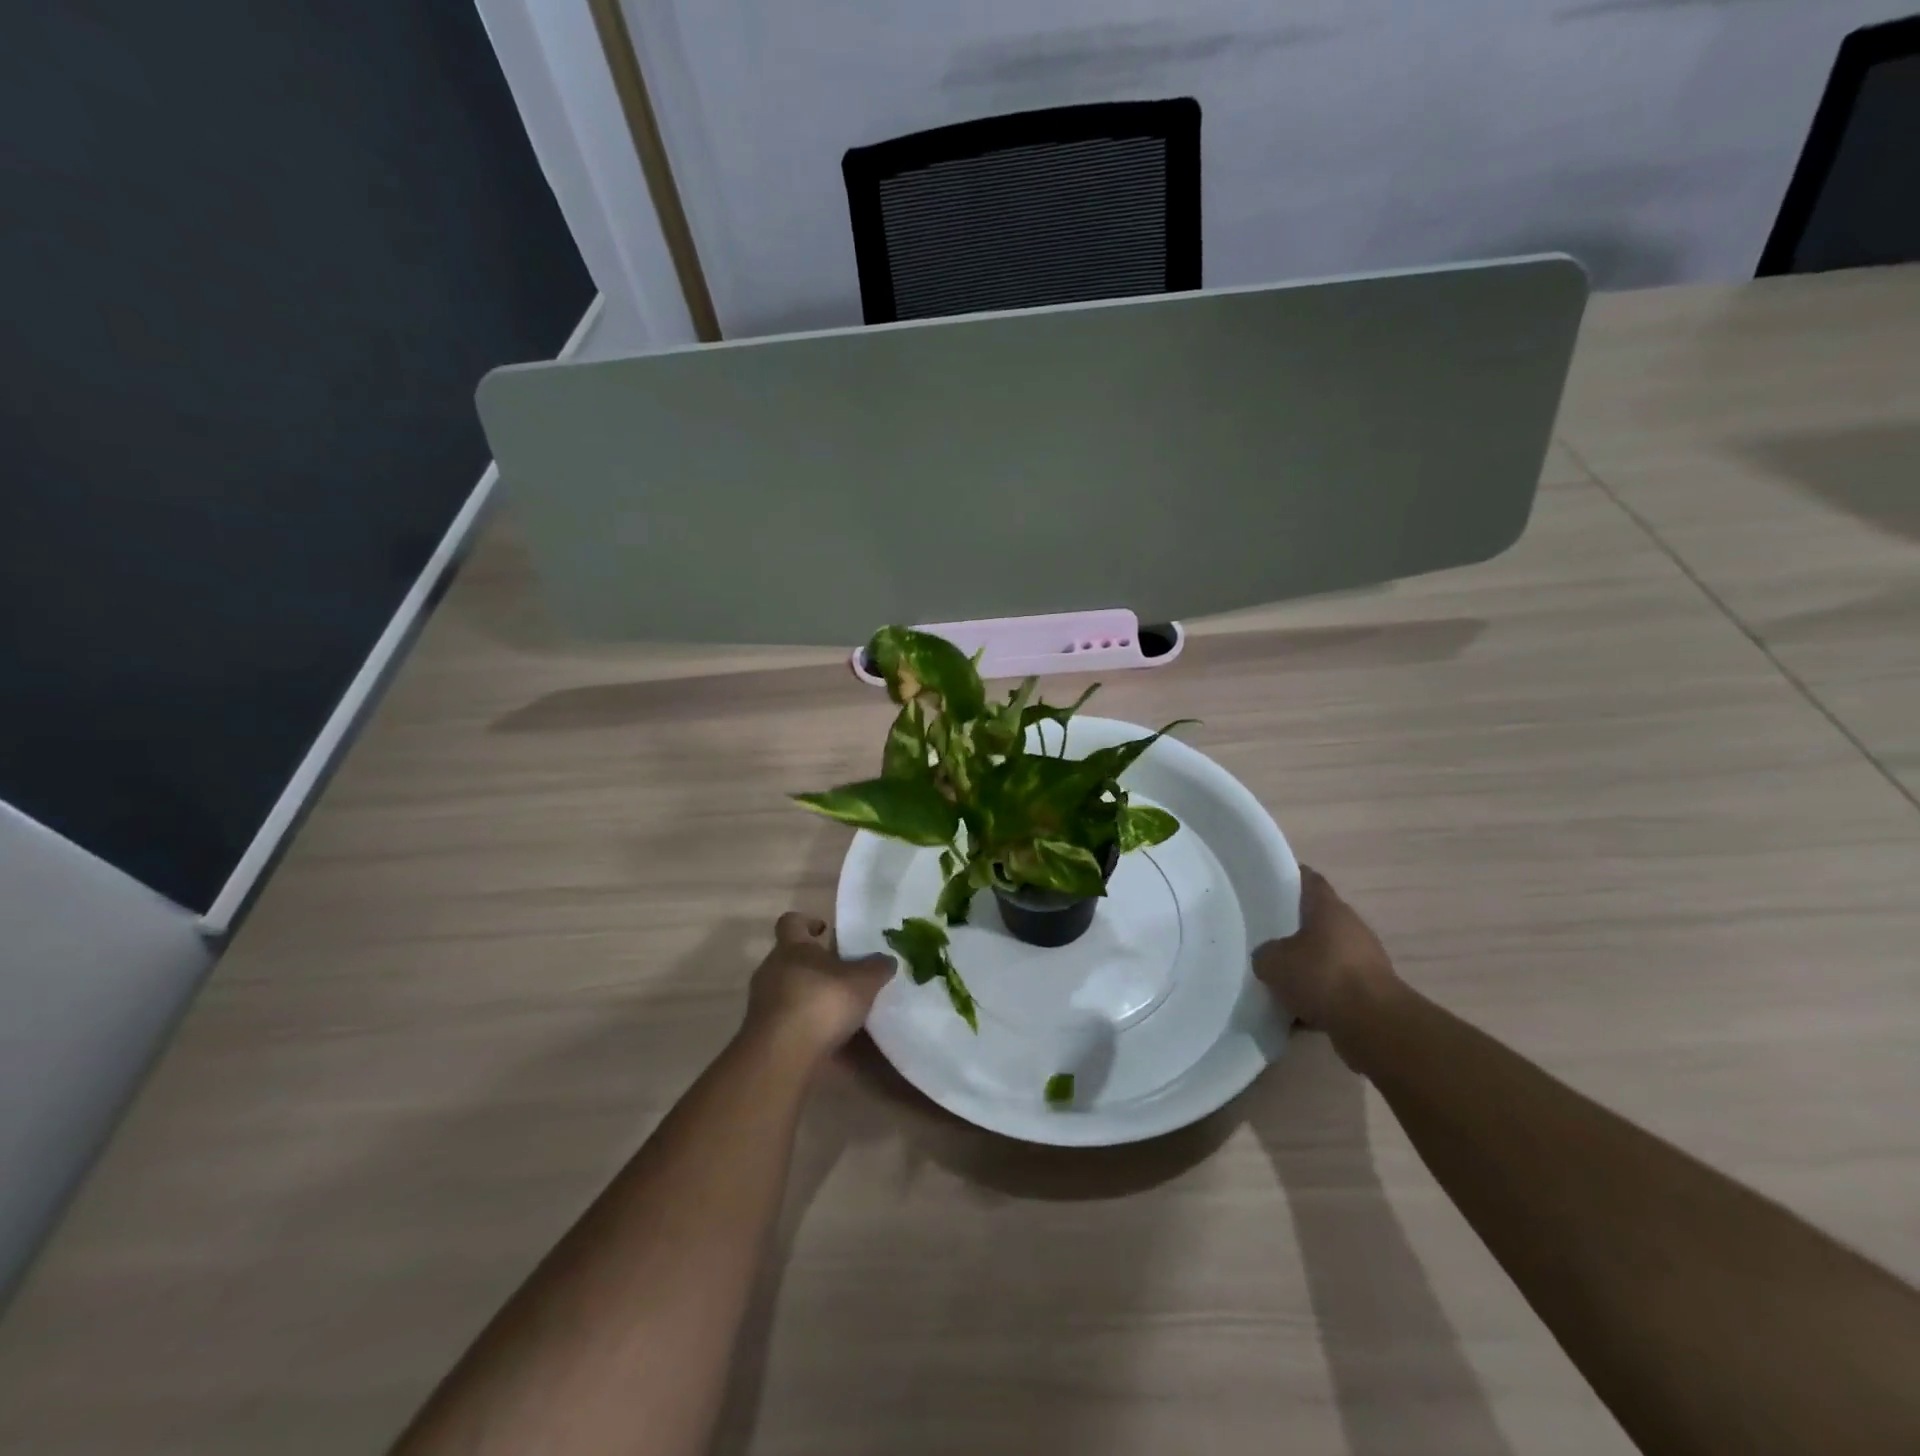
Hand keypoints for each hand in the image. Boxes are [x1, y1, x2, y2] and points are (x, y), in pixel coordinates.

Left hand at [743, 912, 895, 1063]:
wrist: (782, 1056)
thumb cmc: (821, 1002)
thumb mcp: (862, 981)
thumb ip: (876, 968)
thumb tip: (886, 960)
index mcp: (792, 947)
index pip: (791, 922)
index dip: (807, 922)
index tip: (825, 930)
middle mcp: (772, 970)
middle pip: (792, 959)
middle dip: (816, 965)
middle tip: (844, 974)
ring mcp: (764, 1004)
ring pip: (790, 991)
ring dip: (812, 997)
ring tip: (842, 1010)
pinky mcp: (764, 1034)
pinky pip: (790, 1022)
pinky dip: (808, 1027)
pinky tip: (832, 1040)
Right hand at [1254, 867, 1398, 1046]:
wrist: (1375, 1026)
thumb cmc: (1322, 976)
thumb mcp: (1273, 961)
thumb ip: (1265, 953)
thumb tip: (1268, 958)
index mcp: (1329, 908)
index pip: (1308, 880)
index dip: (1289, 877)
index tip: (1267, 882)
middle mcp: (1351, 928)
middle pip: (1316, 920)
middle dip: (1292, 928)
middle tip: (1263, 934)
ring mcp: (1364, 961)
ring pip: (1325, 956)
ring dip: (1305, 966)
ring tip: (1276, 978)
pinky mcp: (1370, 993)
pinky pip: (1335, 989)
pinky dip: (1317, 997)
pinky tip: (1294, 1012)